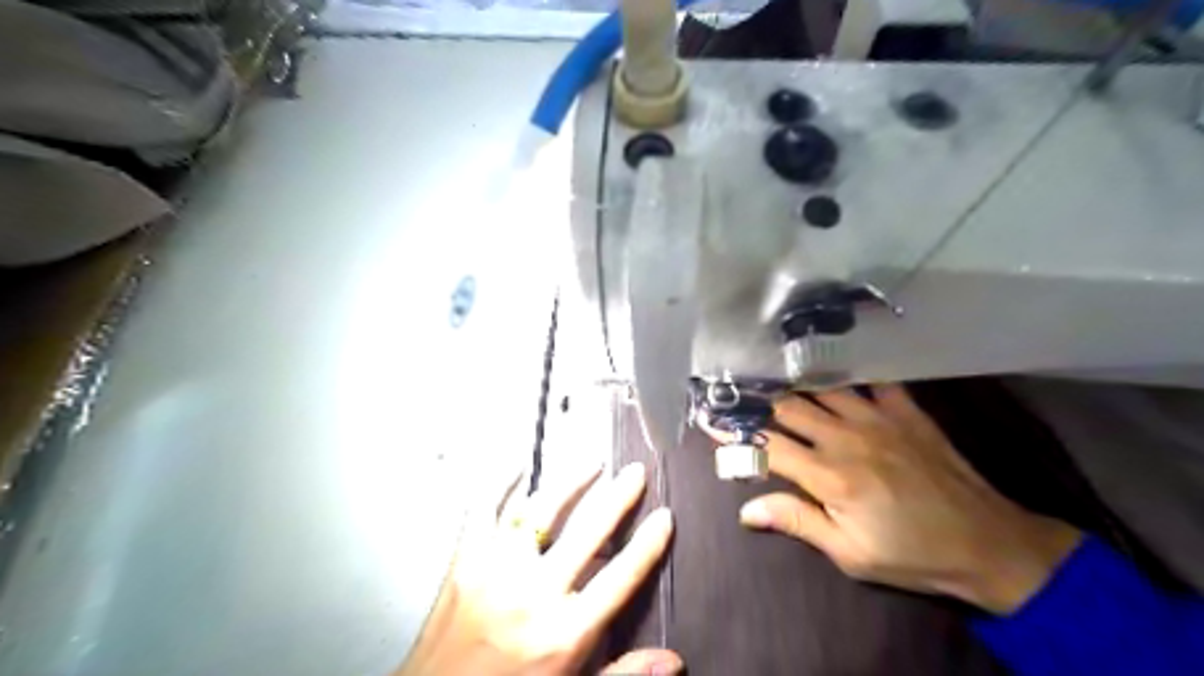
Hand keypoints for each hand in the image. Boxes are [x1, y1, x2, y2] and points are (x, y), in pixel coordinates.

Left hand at [395, 463, 675, 674]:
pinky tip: (518, 466)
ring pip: (541, 510)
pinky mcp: (464, 562)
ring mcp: (496, 571)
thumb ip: (623, 674)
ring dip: (570, 482)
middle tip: (635, 472)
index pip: (621, 576)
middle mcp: (534, 594)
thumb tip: (674, 660)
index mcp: (565, 633)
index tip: (664, 515)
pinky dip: (502, 484)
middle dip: (618, 497)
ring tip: (592, 462)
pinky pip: (485, 511)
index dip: (648, 543)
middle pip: (588, 532)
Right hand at [707, 384, 1081, 614]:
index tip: (711, 422)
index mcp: (828, 477)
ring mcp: (877, 418)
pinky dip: (850, 374)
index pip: (767, 446)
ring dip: (795, 386)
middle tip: (739, 396)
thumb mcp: (849, 553)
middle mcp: (845, 438)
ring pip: (821, 390)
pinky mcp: (905, 410)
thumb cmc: (911, 554)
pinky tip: (836, 368)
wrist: (987, 542)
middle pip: (788, 409)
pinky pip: (872, 380)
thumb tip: (746, 510)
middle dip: (760, 404)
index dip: (736, 434)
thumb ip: (797, 521)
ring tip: (774, 377)